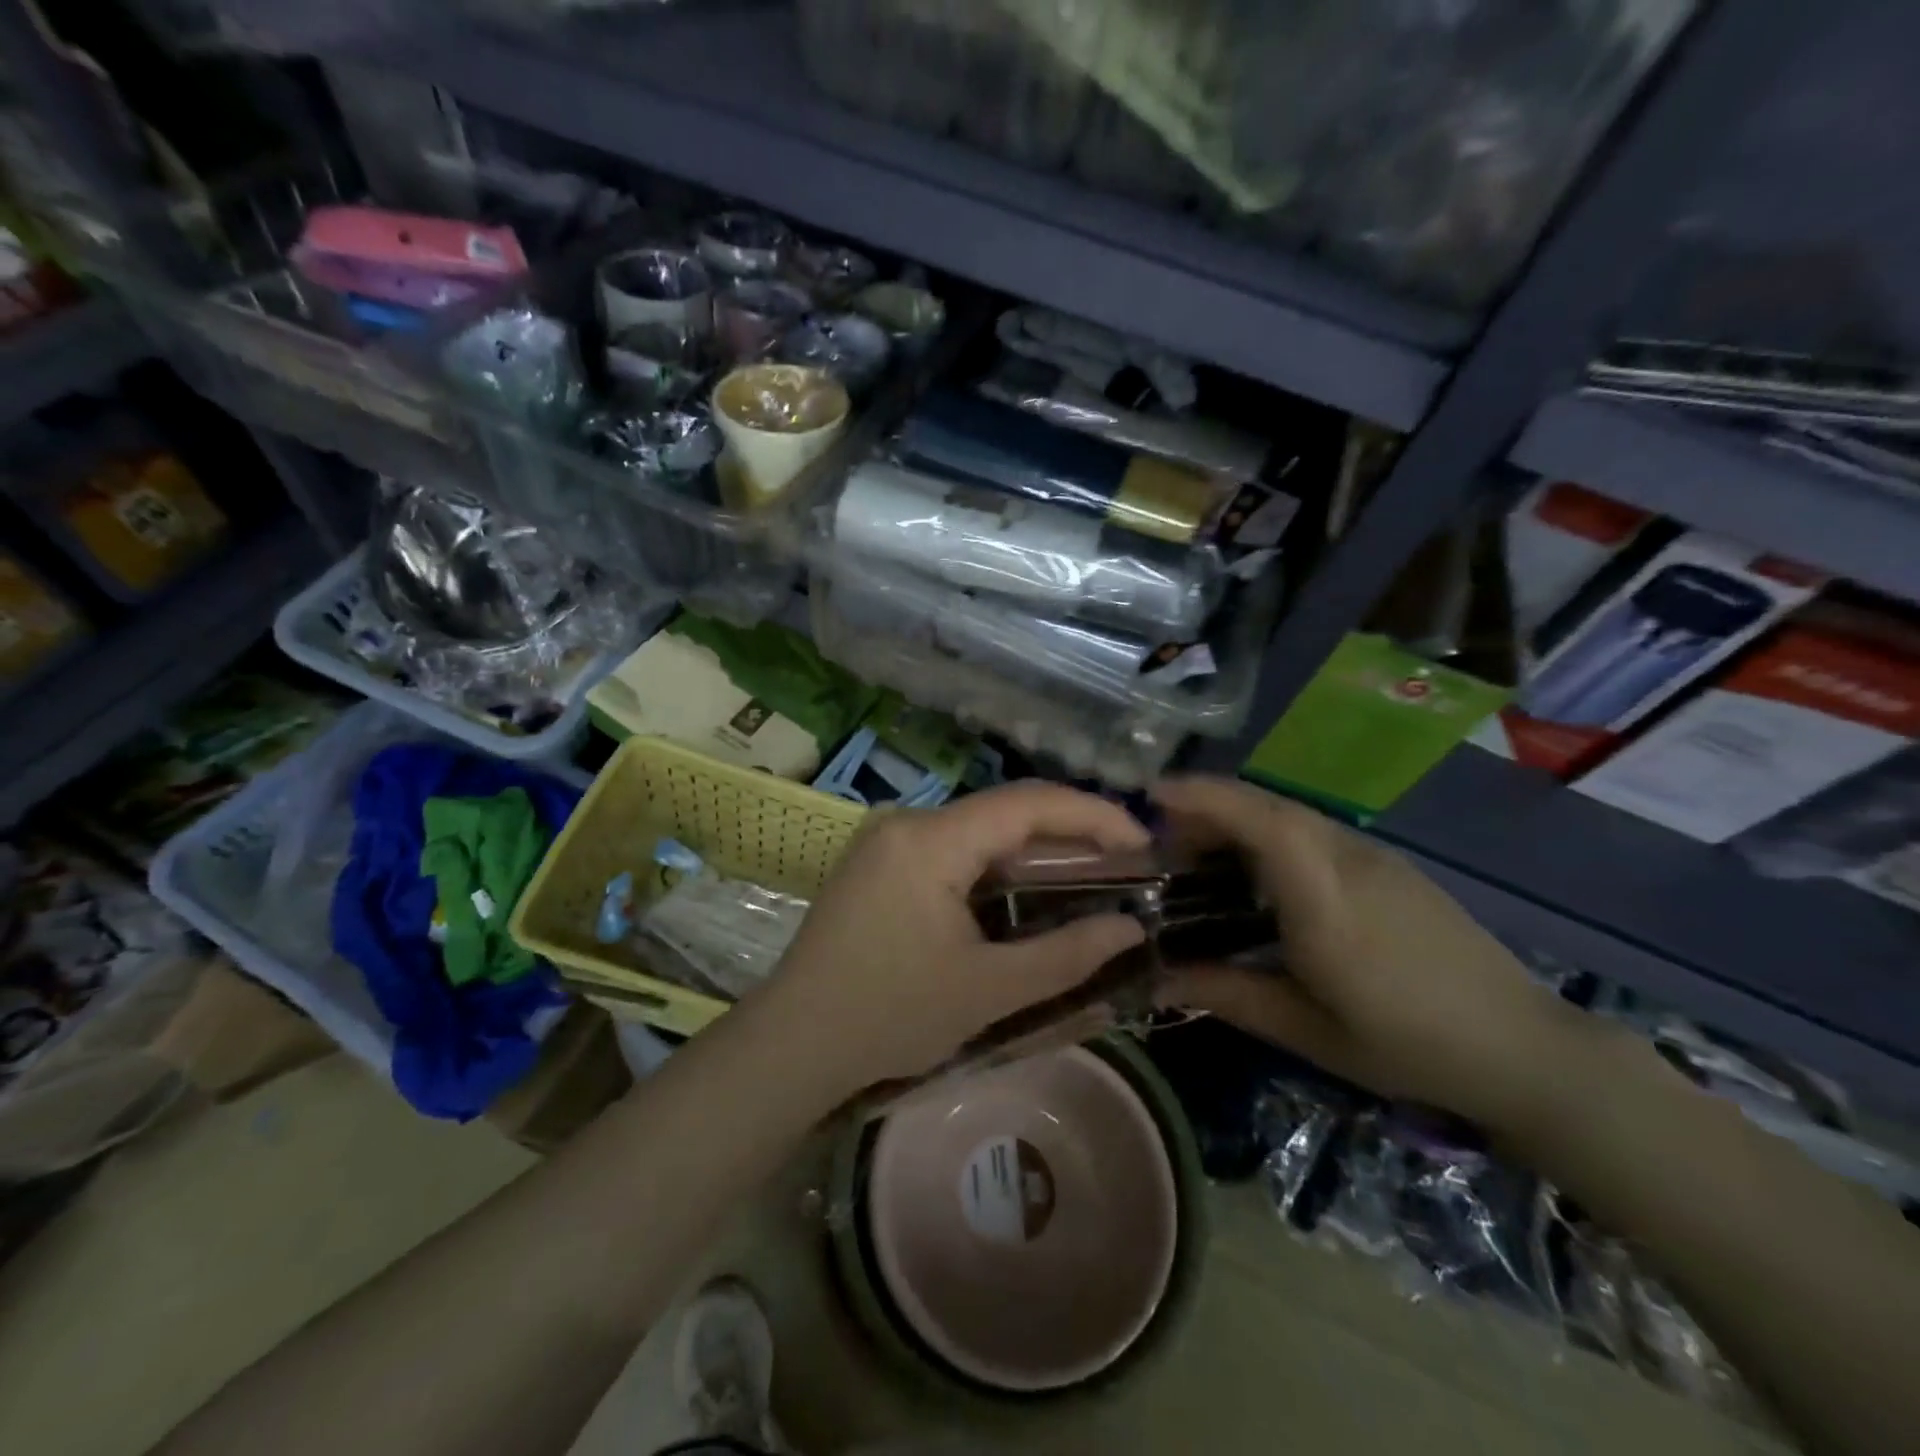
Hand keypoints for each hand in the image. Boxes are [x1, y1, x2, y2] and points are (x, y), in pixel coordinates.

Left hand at [762, 782, 1149, 1090]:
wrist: (792, 1042)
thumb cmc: (889, 1015)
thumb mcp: (987, 990)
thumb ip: (1065, 955)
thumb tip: (1129, 928)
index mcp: (930, 840)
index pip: (1027, 804)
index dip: (1093, 815)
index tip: (1143, 843)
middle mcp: (907, 821)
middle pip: (1004, 811)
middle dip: (1069, 833)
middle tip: (1125, 865)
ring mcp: (887, 839)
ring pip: (979, 829)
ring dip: (1033, 850)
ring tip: (1089, 877)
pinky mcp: (879, 861)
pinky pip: (952, 848)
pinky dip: (995, 865)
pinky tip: (1025, 892)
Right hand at [1153, 777, 1590, 1132]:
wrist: (1524, 1048)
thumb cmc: (1407, 1045)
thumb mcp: (1305, 1030)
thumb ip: (1226, 994)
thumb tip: (1155, 979)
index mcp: (1326, 900)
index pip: (1262, 822)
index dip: (1205, 798)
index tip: (1153, 795)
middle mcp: (1350, 860)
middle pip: (1269, 806)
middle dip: (1207, 806)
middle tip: (1163, 841)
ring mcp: (1375, 856)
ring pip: (1291, 813)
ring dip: (1238, 818)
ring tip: (1201, 855)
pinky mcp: (1389, 864)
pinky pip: (1313, 830)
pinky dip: (1268, 832)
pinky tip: (1259, 873)